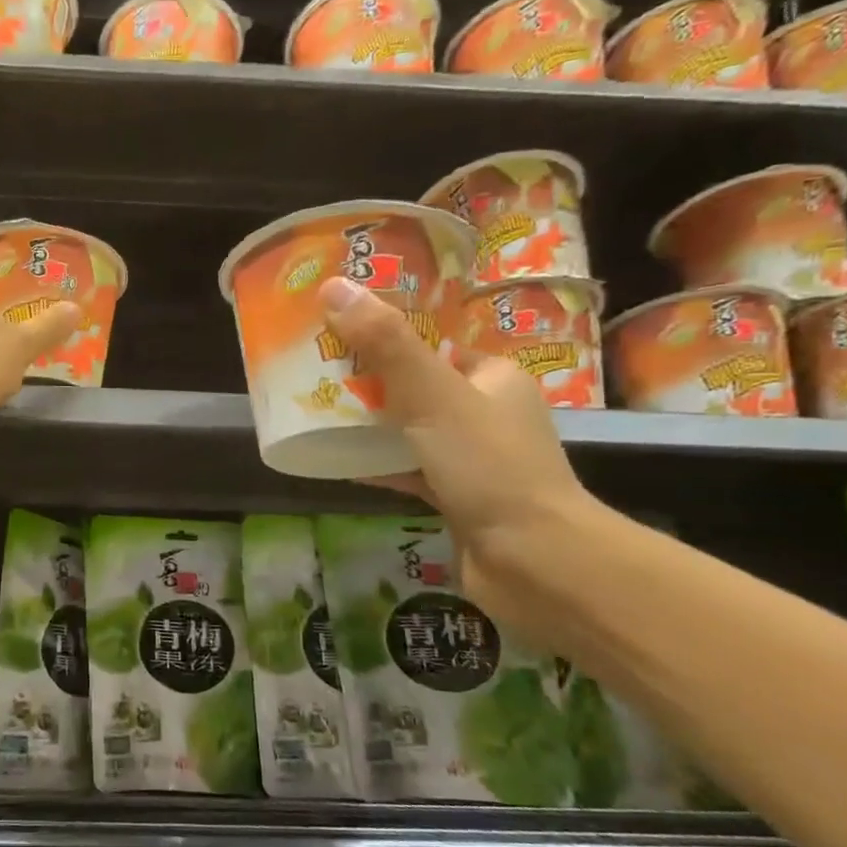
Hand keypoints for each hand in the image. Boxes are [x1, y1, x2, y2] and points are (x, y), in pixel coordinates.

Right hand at [317, 278, 601, 623]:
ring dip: (368, 425)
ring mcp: (472, 457)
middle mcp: (487, 412)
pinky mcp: (457, 496)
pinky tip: (338, 463)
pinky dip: (377, 465)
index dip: (386, 335)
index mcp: (493, 376)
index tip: (337, 333)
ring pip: (409, 430)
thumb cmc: (488, 465)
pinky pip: (408, 470)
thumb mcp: (432, 396)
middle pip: (416, 386)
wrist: (532, 560)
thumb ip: (385, 344)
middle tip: (314, 375)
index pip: (434, 344)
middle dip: (368, 382)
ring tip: (315, 414)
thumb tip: (334, 286)